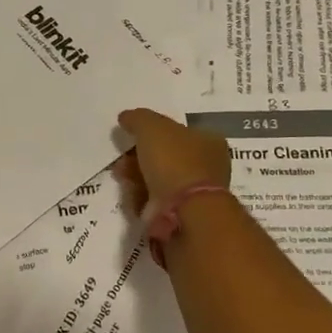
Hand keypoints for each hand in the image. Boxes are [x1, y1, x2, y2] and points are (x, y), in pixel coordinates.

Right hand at [115, 107, 231, 215]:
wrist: (183, 210)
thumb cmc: (174, 161)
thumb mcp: (151, 127)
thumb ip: (138, 118)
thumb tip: (126, 117)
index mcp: (209, 141)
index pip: (178, 132)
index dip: (152, 132)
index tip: (132, 136)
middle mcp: (206, 166)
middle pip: (164, 156)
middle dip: (139, 157)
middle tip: (122, 159)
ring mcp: (194, 193)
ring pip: (157, 179)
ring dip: (136, 177)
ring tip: (122, 177)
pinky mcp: (181, 214)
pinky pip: (155, 201)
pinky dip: (141, 197)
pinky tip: (133, 195)